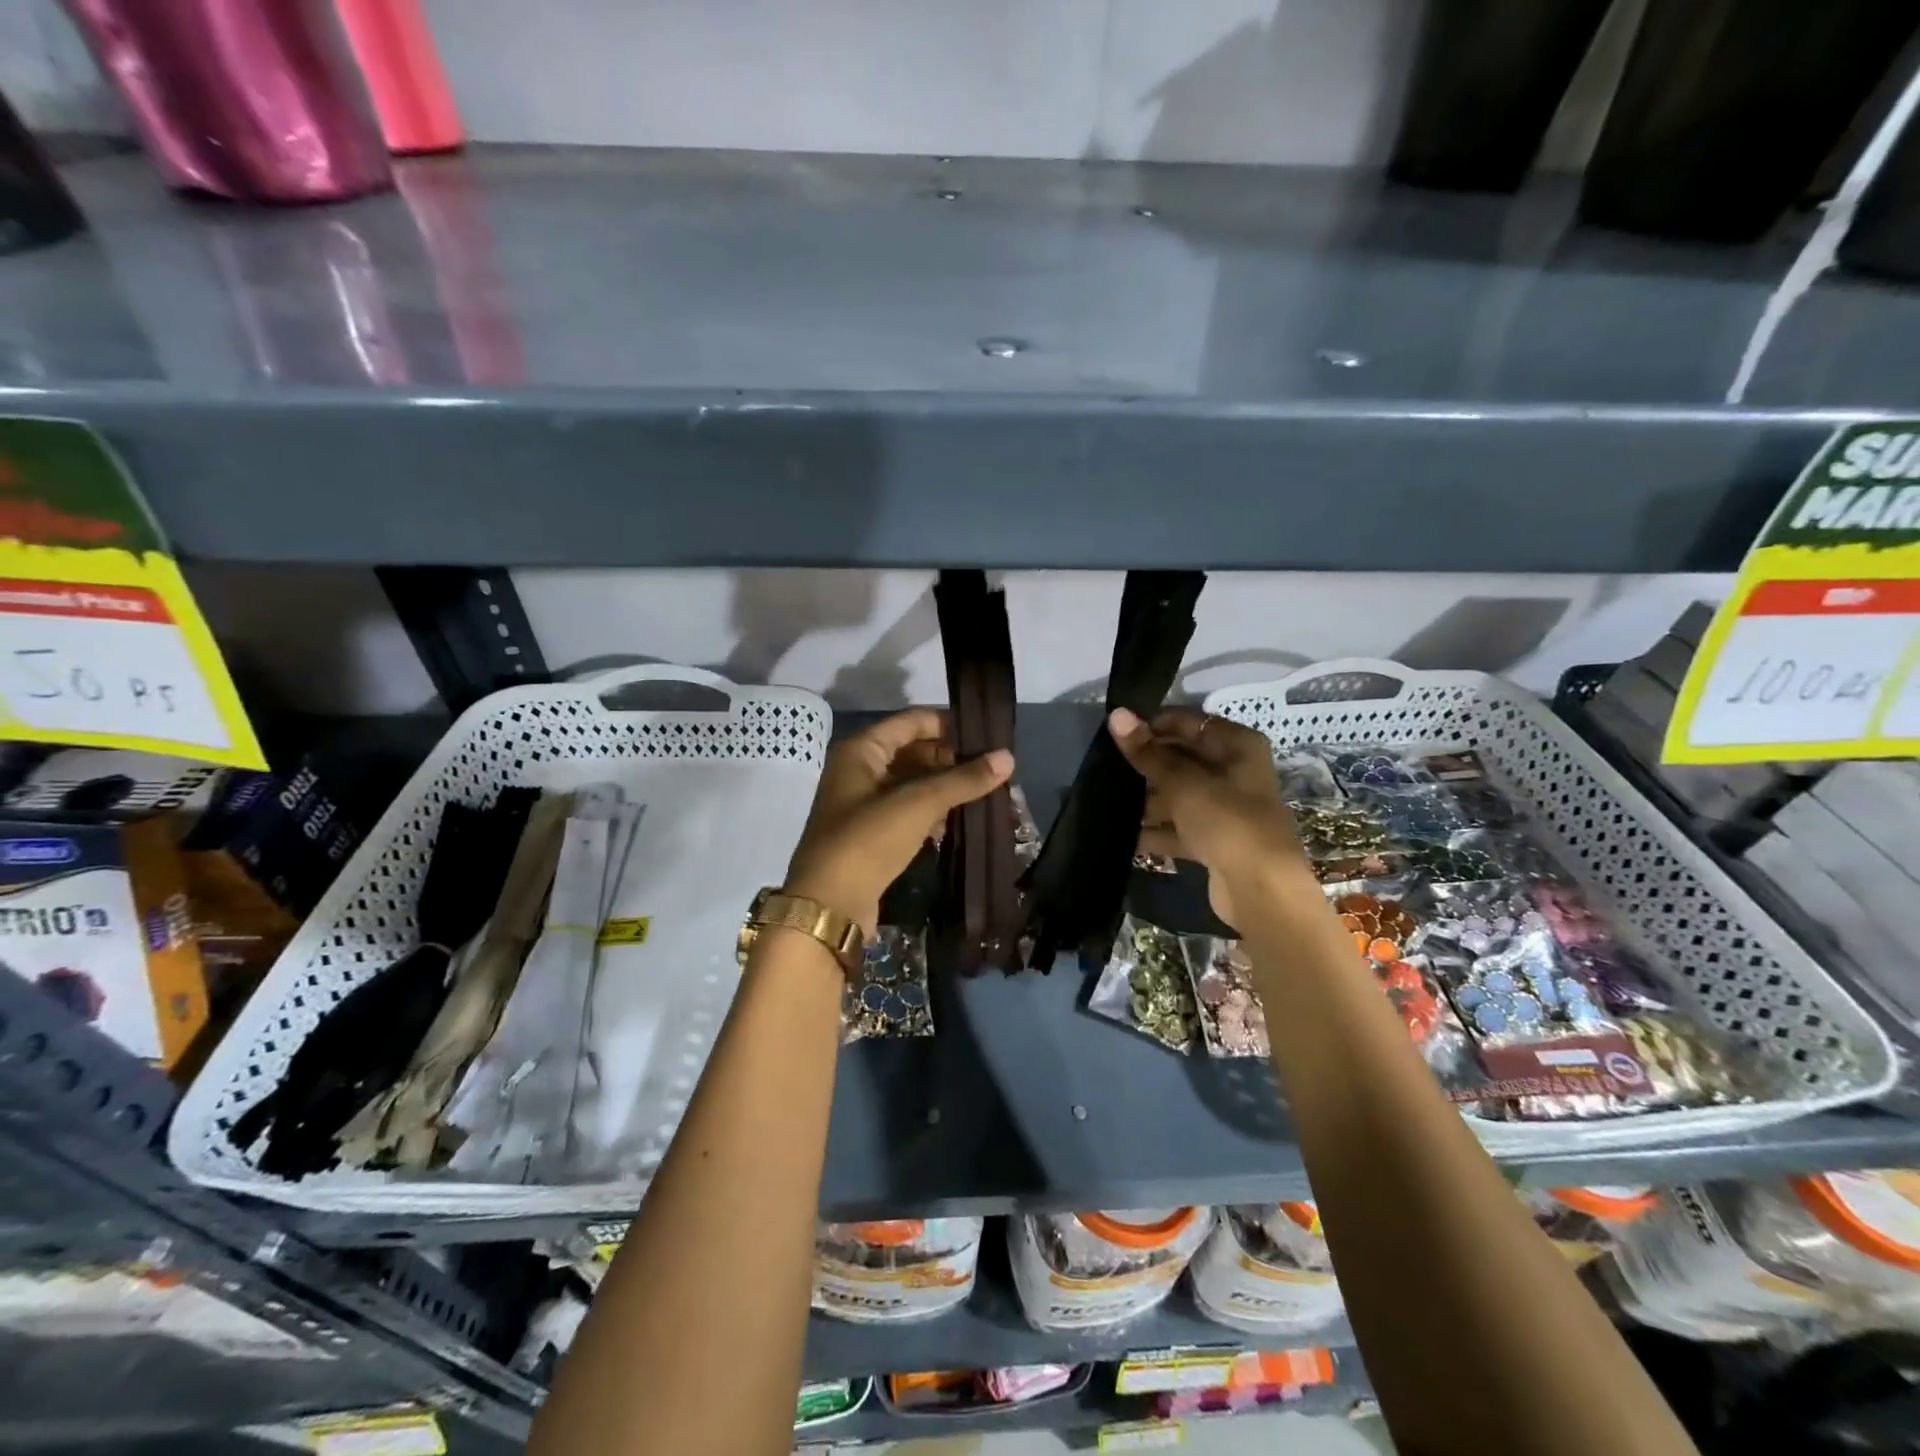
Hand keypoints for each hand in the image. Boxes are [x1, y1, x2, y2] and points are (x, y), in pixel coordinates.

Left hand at [785, 708, 1013, 938]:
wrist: (829, 906)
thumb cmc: (868, 840)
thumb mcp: (919, 804)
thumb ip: (963, 779)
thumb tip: (1008, 757)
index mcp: (861, 750)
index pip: (912, 721)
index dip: (949, 725)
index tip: (987, 736)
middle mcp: (859, 770)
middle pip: (913, 751)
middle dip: (951, 760)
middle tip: (992, 770)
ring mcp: (863, 804)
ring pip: (912, 783)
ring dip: (944, 788)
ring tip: (985, 793)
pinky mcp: (871, 834)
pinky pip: (907, 811)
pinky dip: (931, 812)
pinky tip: (959, 821)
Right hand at [1107, 706, 1309, 927]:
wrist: (1261, 891)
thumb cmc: (1226, 822)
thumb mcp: (1182, 783)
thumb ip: (1147, 752)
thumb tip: (1116, 714)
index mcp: (1238, 747)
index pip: (1189, 723)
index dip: (1154, 725)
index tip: (1118, 734)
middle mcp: (1235, 773)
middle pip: (1183, 759)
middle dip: (1147, 765)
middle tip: (1106, 766)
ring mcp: (1226, 809)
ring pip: (1179, 795)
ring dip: (1148, 800)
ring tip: (1107, 800)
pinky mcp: (1215, 842)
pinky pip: (1179, 828)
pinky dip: (1157, 832)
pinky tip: (1124, 836)